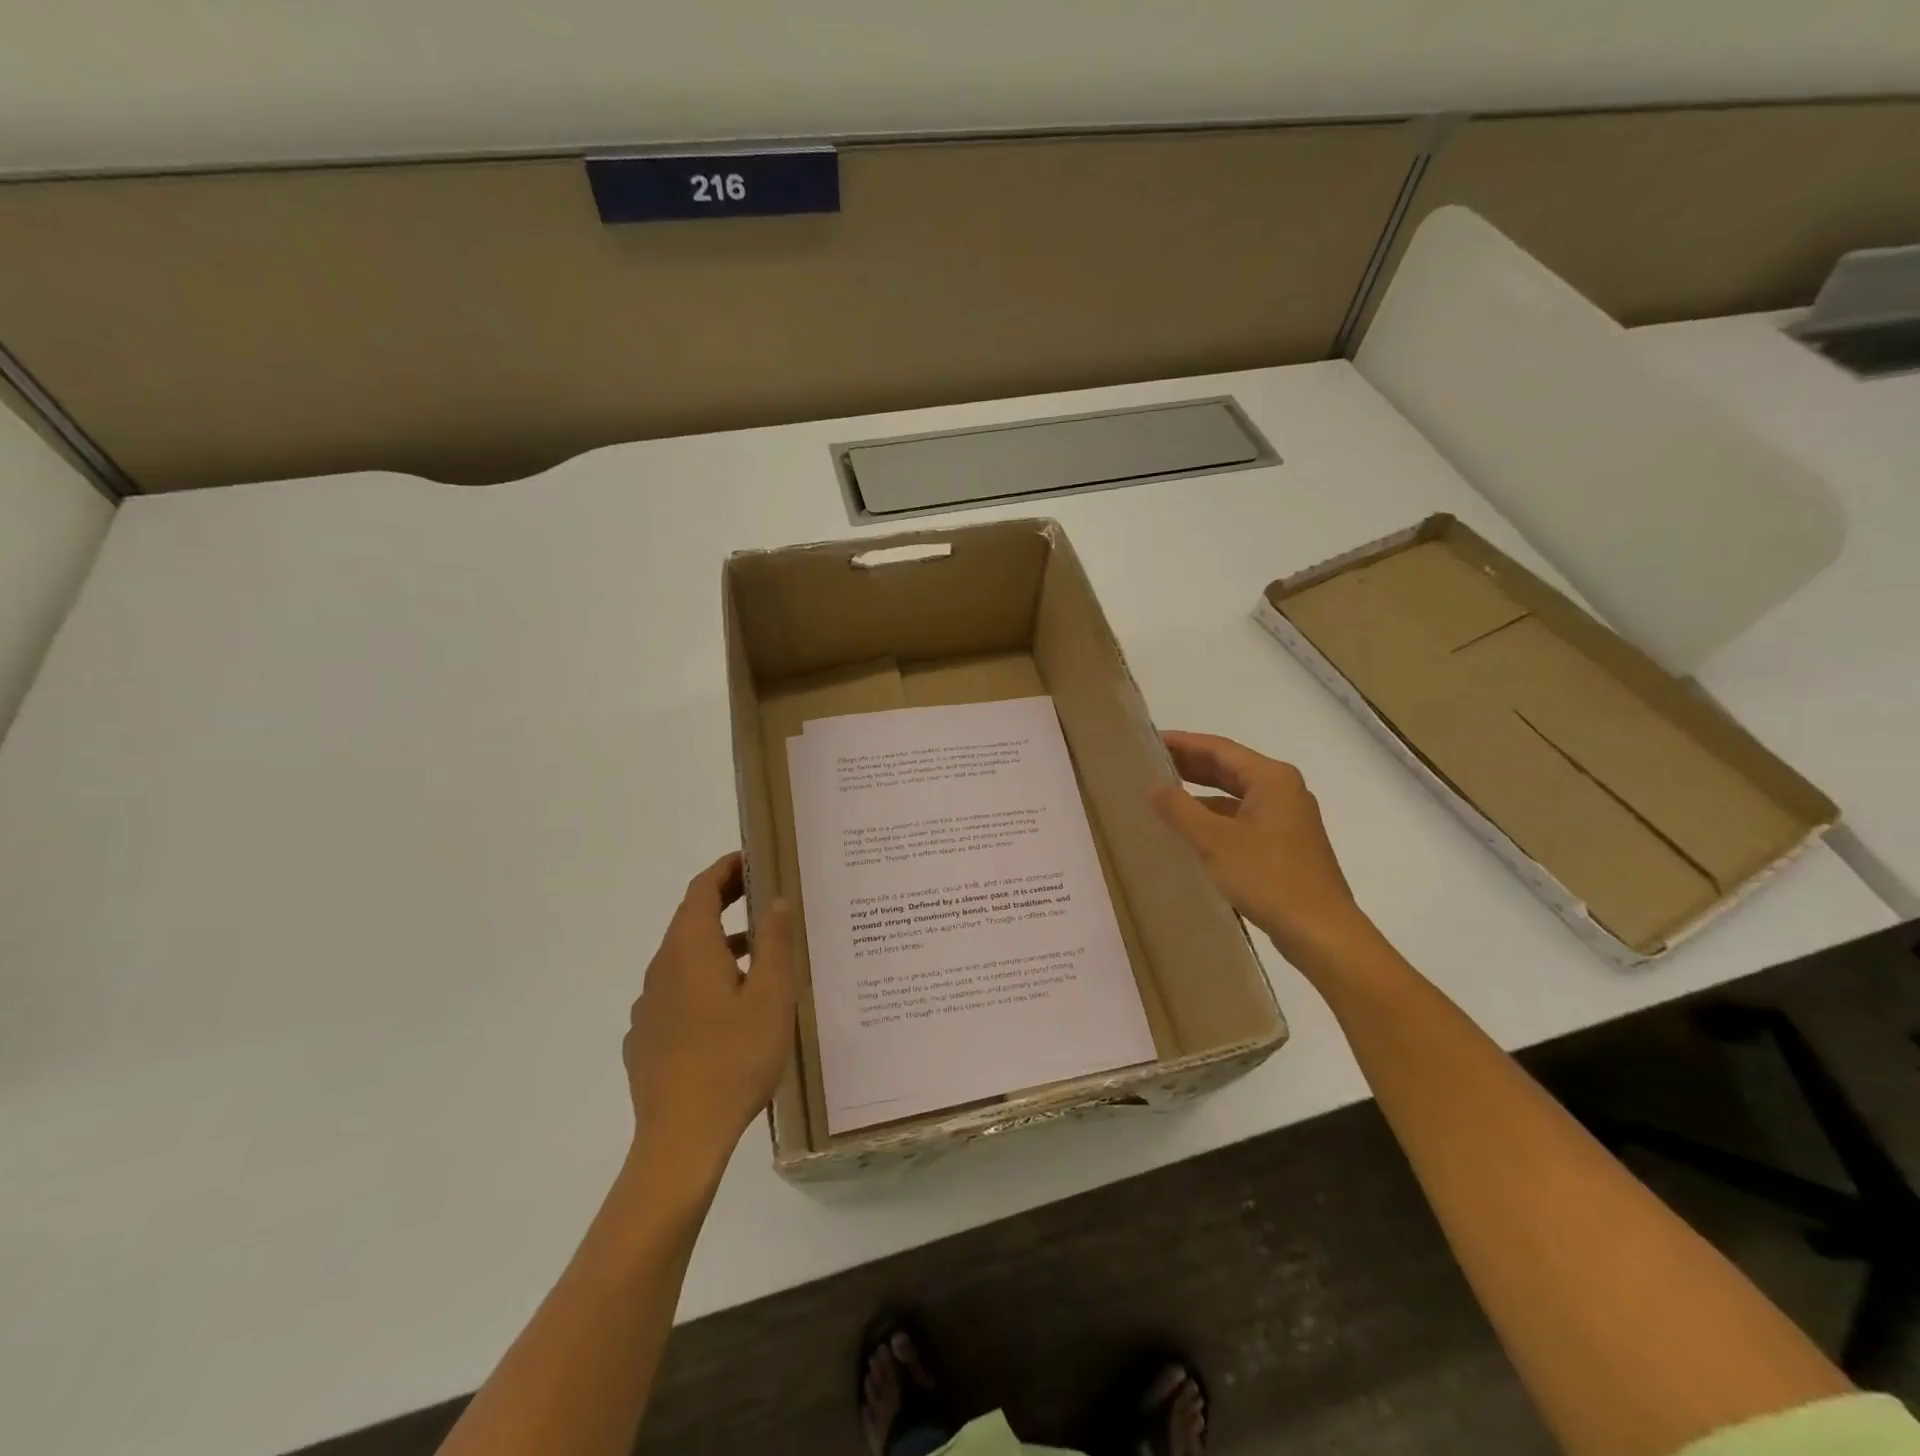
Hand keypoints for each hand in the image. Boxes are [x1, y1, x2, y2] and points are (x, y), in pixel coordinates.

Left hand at [623, 853, 794, 1194]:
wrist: (680, 1140)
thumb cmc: (734, 1059)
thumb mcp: (771, 996)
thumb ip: (774, 943)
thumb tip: (774, 901)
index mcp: (690, 950)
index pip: (701, 890)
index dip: (725, 869)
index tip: (752, 859)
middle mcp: (661, 969)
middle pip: (690, 921)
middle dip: (724, 902)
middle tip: (761, 896)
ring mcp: (648, 1006)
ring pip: (683, 959)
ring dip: (717, 945)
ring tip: (757, 955)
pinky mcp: (645, 1039)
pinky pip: (675, 993)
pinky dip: (702, 981)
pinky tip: (726, 1011)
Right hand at [1151, 731, 1377, 970]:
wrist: (1320, 932)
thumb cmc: (1268, 877)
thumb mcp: (1214, 841)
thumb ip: (1180, 809)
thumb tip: (1154, 786)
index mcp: (1272, 779)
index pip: (1219, 748)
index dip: (1183, 743)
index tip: (1149, 741)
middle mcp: (1283, 791)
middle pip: (1229, 768)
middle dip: (1190, 765)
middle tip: (1150, 765)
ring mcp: (1287, 819)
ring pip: (1235, 795)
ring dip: (1201, 794)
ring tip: (1163, 796)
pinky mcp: (1285, 846)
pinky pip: (1242, 819)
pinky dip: (1215, 819)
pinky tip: (1190, 832)